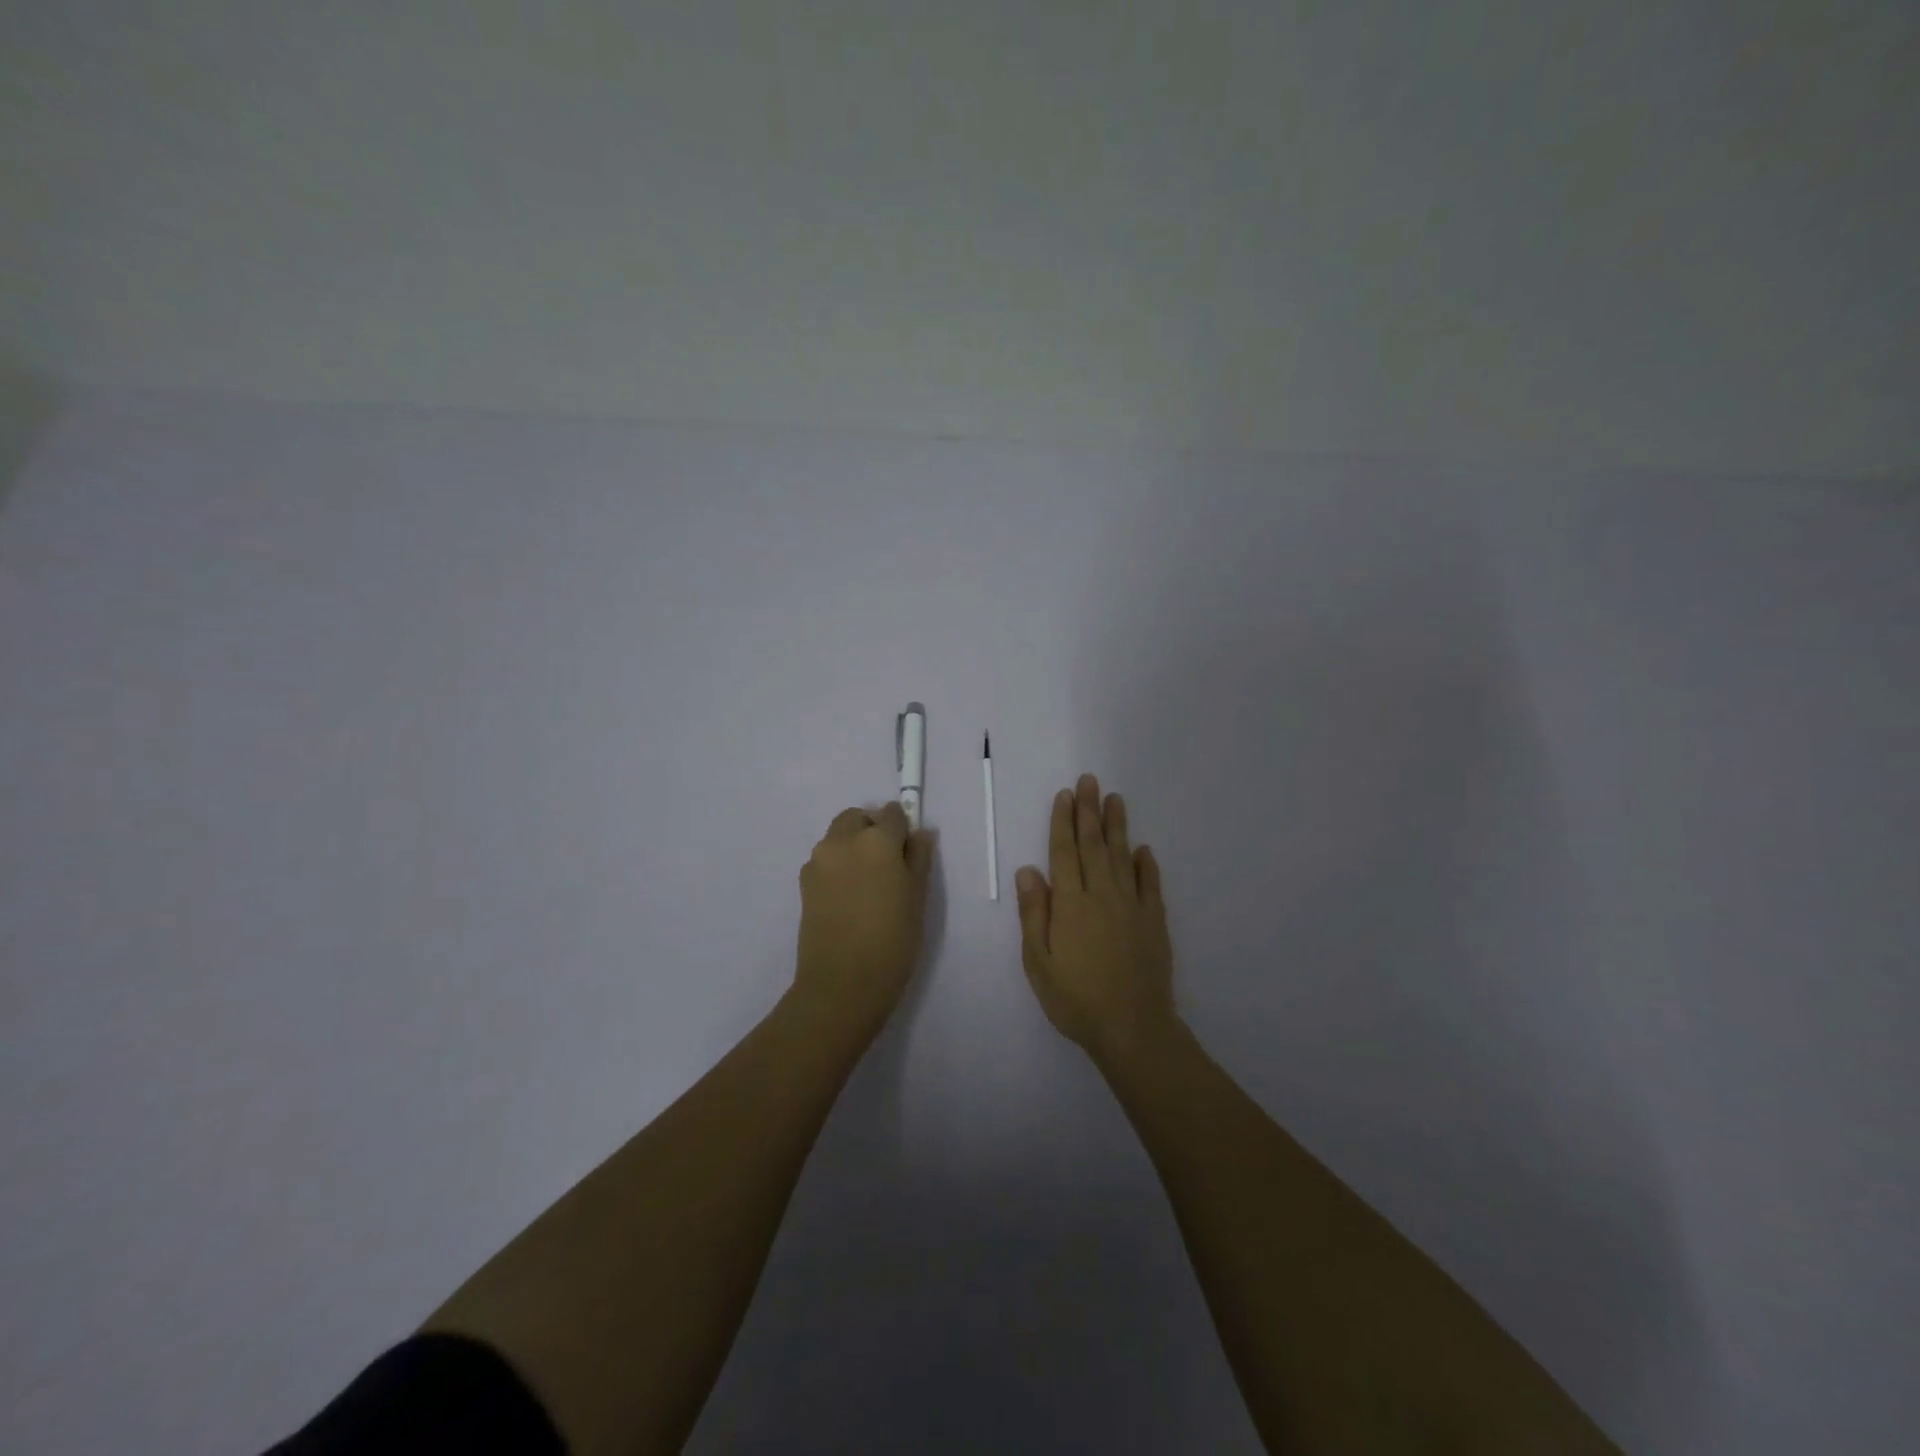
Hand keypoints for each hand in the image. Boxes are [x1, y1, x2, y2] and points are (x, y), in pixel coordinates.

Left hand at [794, 801, 934, 1034]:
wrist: (842, 983)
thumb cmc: (892, 940)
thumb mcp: (917, 898)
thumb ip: (918, 858)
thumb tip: (921, 833)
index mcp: (877, 841)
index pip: (892, 813)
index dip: (902, 828)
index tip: (908, 851)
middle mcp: (843, 841)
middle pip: (858, 818)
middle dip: (872, 829)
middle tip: (887, 863)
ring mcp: (819, 860)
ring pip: (838, 836)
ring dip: (852, 845)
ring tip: (867, 882)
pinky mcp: (804, 882)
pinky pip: (825, 859)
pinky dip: (837, 864)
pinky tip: (848, 896)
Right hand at [1015, 773, 1175, 1062]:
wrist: (1132, 1028)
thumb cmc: (1076, 998)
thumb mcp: (1039, 962)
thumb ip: (1034, 913)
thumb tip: (1028, 870)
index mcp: (1070, 904)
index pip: (1064, 853)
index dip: (1063, 822)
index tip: (1065, 794)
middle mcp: (1102, 895)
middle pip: (1094, 845)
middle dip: (1089, 811)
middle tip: (1090, 780)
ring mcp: (1132, 907)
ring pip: (1123, 856)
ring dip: (1117, 826)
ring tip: (1115, 799)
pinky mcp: (1154, 922)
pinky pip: (1151, 884)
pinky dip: (1147, 864)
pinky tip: (1144, 849)